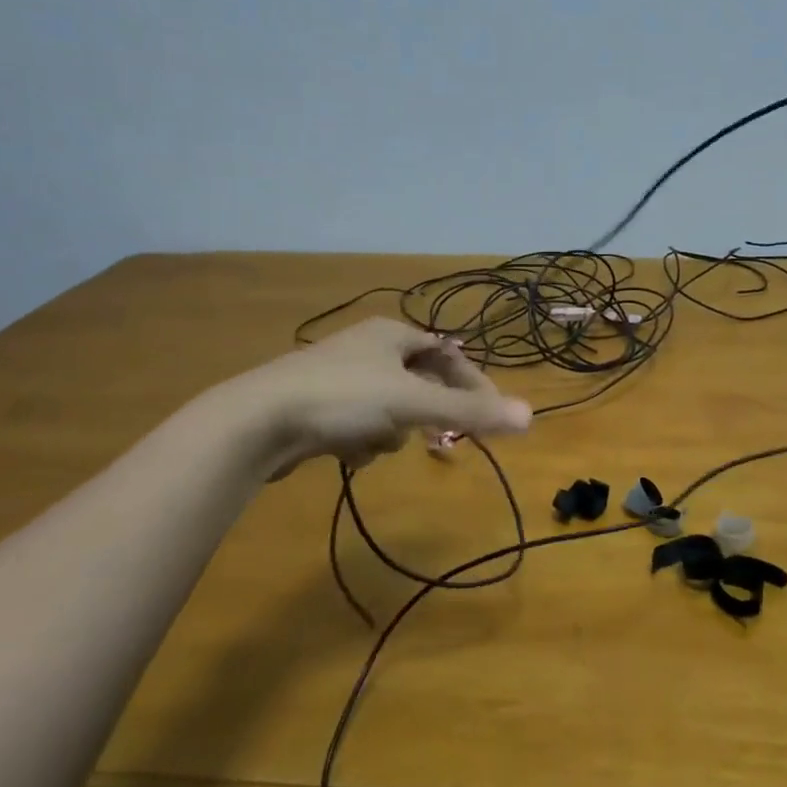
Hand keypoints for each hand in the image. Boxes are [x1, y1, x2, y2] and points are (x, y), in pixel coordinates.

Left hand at [223, 319, 531, 480]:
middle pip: (421, 383)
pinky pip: (361, 425)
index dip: (473, 384)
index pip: (449, 354)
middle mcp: (368, 348)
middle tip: (435, 437)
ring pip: (391, 409)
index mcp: (392, 334)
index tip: (488, 416)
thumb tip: (530, 416)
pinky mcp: (318, 407)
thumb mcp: (412, 403)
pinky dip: (362, 441)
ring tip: (375, 443)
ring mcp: (340, 377)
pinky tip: (346, 453)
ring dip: (391, 432)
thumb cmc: (342, 398)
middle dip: (426, 413)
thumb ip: (470, 411)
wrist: (257, 422)